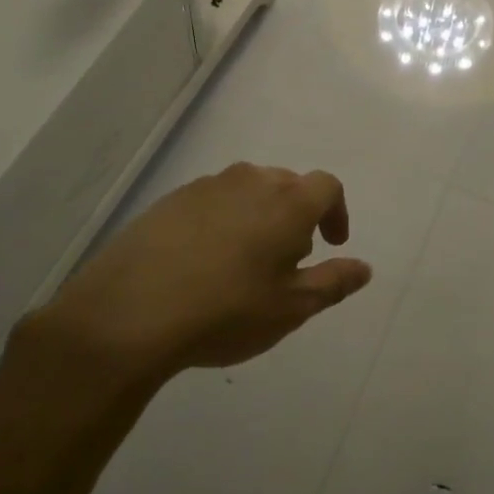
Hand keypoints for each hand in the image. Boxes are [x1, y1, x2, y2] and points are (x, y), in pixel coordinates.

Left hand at [31, 163, 372, 382]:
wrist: (129, 312)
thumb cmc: (226, 310)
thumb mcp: (291, 308)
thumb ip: (333, 283)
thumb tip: (363, 268)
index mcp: (287, 202)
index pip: (327, 187)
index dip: (336, 213)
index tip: (331, 244)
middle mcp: (249, 182)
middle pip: (286, 185)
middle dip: (296, 216)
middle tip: (287, 260)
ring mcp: (205, 187)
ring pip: (246, 191)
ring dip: (258, 217)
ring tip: (245, 262)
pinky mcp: (169, 200)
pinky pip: (211, 201)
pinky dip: (221, 221)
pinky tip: (203, 262)